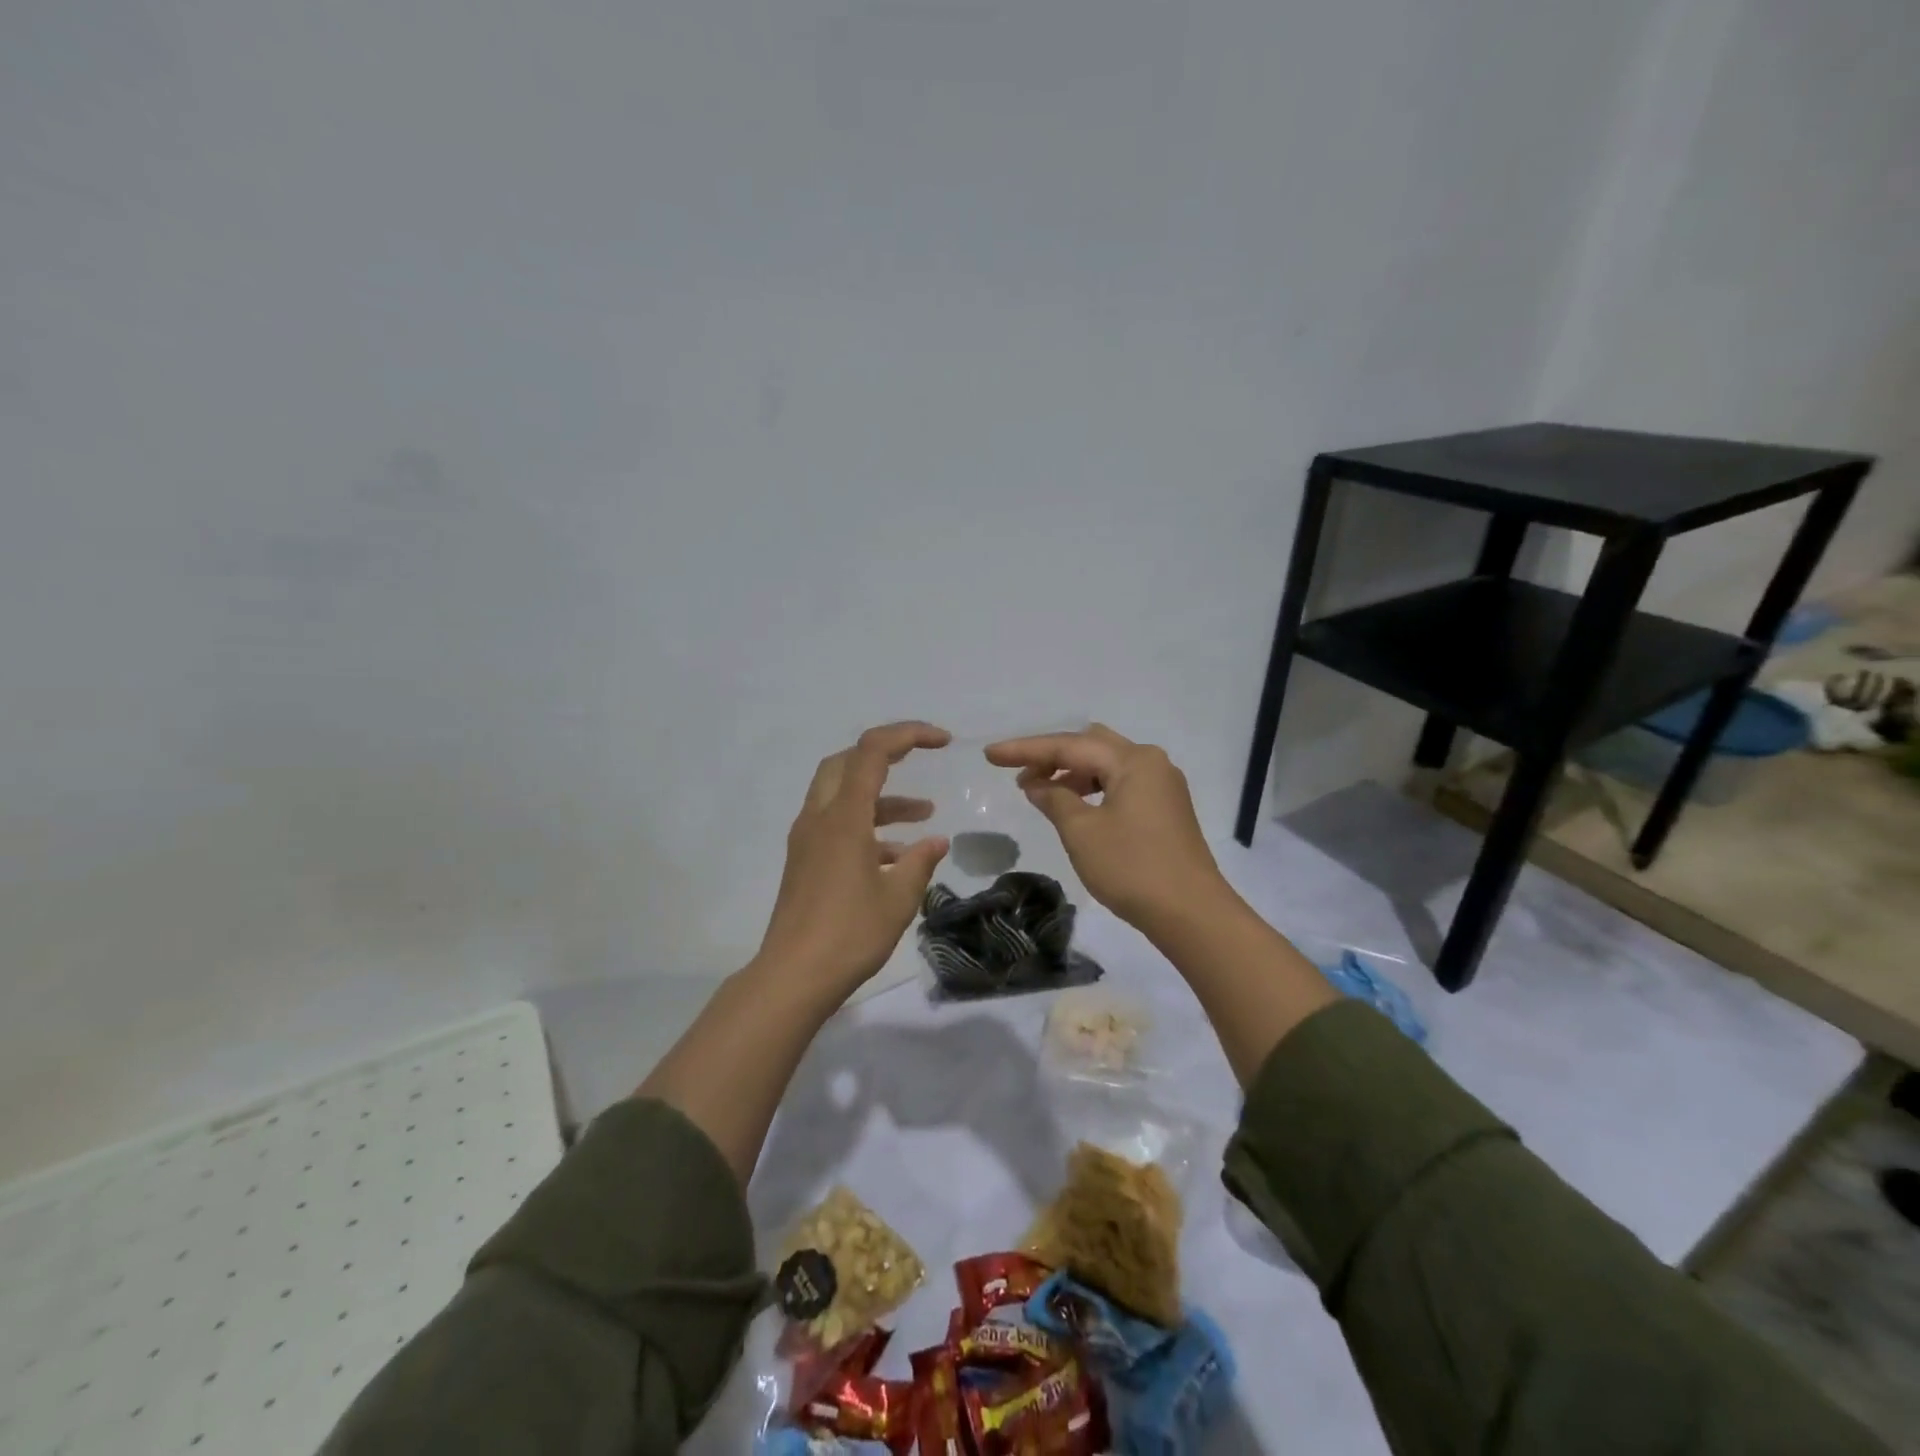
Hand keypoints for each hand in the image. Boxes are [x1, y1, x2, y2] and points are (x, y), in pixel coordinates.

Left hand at [756, 721, 952, 997]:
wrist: (793, 976)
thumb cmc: (850, 933)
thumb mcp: (899, 897)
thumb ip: (920, 861)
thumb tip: (936, 841)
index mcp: (844, 816)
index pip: (872, 751)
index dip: (908, 734)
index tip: (942, 741)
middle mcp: (819, 818)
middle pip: (847, 762)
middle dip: (885, 755)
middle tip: (919, 760)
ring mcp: (807, 840)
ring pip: (842, 795)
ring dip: (882, 797)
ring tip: (924, 815)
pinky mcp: (805, 861)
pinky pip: (837, 824)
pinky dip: (867, 825)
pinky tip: (896, 855)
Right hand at [984, 724, 1226, 931]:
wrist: (1191, 913)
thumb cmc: (1132, 868)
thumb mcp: (1082, 832)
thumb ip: (1055, 799)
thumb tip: (1037, 784)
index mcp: (1133, 760)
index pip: (1068, 746)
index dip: (1025, 750)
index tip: (990, 754)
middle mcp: (1150, 762)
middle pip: (1090, 745)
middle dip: (1051, 756)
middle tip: (1018, 773)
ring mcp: (1162, 785)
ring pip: (1106, 765)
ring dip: (1072, 774)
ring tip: (1039, 792)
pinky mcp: (1165, 808)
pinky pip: (1120, 784)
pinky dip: (1092, 789)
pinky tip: (1072, 806)